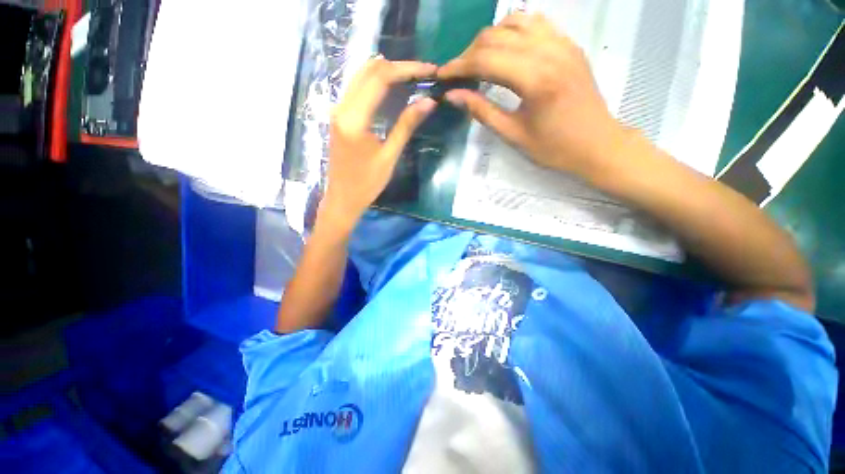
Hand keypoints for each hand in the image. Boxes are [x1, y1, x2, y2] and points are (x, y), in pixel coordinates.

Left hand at [320, 59, 437, 232]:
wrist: (343, 199)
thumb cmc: (367, 184)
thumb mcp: (389, 156)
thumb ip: (406, 125)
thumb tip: (428, 101)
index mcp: (354, 118)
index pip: (380, 78)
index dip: (407, 70)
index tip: (430, 71)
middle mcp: (342, 107)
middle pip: (369, 70)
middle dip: (398, 67)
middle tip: (423, 73)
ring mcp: (338, 110)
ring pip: (362, 76)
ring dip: (387, 73)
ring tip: (412, 78)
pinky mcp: (340, 116)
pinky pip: (358, 89)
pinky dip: (377, 83)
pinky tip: (393, 89)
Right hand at [437, 13, 628, 178]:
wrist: (597, 144)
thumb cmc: (554, 147)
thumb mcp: (513, 134)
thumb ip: (482, 111)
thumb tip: (453, 96)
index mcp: (535, 79)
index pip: (486, 59)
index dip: (458, 66)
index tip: (441, 76)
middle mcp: (549, 51)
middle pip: (496, 36)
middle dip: (469, 53)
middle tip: (457, 75)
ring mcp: (562, 43)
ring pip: (515, 22)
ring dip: (489, 38)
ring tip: (478, 61)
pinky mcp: (568, 44)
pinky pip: (535, 23)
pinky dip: (512, 30)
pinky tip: (504, 48)